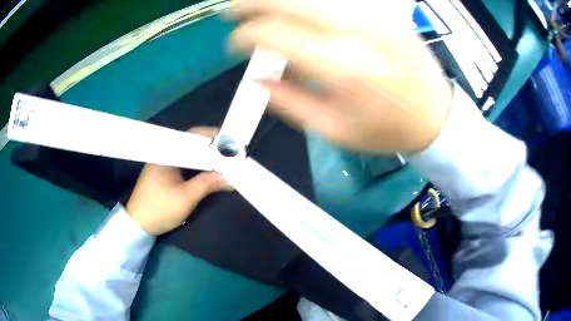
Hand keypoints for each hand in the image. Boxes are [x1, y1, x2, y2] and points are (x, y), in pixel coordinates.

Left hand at [127, 127, 231, 235]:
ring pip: (188, 152)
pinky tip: (206, 169)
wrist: (138, 225)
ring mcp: (163, 162)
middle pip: (191, 142)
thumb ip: (208, 184)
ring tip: (223, 160)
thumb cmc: (159, 209)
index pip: (193, 135)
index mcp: (167, 153)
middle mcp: (164, 152)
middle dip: (211, 146)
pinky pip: (183, 161)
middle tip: (230, 153)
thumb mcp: (185, 198)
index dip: (213, 137)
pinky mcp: (163, 172)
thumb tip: (231, 179)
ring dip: (204, 155)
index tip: (231, 143)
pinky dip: (197, 164)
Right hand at [228, 0, 451, 153]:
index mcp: (342, 68)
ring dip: (280, 1)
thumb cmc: (386, 130)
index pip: (277, 35)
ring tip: (259, 7)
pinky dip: (309, 4)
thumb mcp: (333, 130)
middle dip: (254, 3)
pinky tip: (296, 10)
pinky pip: (338, 1)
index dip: (246, 37)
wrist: (435, 116)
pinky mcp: (384, 14)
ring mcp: (374, 18)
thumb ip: (289, 102)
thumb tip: (257, 80)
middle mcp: (357, 33)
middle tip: (233, 10)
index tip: (235, 45)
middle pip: (293, 2)